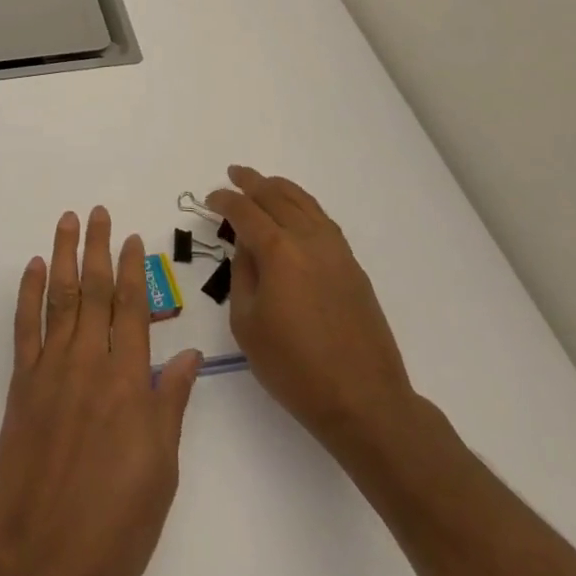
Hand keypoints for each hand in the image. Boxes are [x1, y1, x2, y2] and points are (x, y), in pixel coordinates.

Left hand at [0, 208, 202, 575]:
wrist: (44, 558)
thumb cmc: (115, 522)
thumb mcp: (161, 470)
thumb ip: (171, 404)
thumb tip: (189, 356)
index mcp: (128, 382)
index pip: (133, 309)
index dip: (133, 270)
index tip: (133, 238)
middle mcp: (90, 363)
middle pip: (95, 291)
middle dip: (98, 248)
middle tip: (99, 212)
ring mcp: (51, 369)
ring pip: (60, 297)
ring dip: (64, 255)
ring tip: (68, 222)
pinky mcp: (22, 384)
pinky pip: (26, 327)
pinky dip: (29, 292)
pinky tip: (34, 267)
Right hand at [207, 165, 415, 461]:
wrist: (365, 402)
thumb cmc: (295, 369)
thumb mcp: (247, 325)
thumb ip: (242, 276)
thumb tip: (247, 249)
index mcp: (278, 252)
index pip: (245, 212)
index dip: (225, 201)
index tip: (210, 199)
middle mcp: (308, 240)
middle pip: (276, 197)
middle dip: (252, 183)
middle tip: (234, 173)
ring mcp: (336, 251)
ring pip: (305, 204)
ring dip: (280, 188)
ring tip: (264, 183)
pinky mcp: (353, 267)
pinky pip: (323, 221)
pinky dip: (304, 206)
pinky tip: (298, 212)